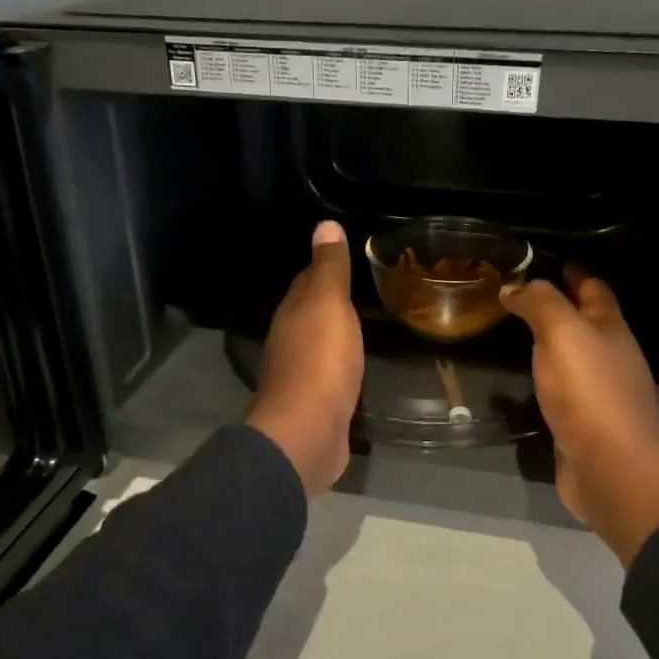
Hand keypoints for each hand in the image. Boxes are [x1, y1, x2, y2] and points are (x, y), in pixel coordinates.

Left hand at [245, 221, 363, 498]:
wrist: (307, 433)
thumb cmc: (320, 362)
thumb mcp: (329, 305)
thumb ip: (329, 269)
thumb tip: (324, 225)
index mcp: (292, 315)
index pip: (306, 282)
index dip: (325, 269)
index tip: (349, 259)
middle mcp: (290, 342)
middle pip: (311, 315)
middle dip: (332, 304)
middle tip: (367, 293)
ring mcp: (302, 377)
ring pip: (321, 346)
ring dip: (337, 337)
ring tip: (367, 327)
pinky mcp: (317, 406)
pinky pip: (332, 376)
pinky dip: (342, 368)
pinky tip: (358, 369)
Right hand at [501, 270, 658, 565]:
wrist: (612, 471)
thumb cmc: (591, 393)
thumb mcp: (564, 334)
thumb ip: (540, 304)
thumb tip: (514, 286)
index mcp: (611, 330)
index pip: (594, 289)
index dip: (573, 273)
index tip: (543, 261)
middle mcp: (610, 357)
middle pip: (586, 323)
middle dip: (559, 306)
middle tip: (516, 296)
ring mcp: (599, 393)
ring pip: (573, 358)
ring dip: (549, 344)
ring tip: (513, 334)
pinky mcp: (583, 425)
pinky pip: (561, 391)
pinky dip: (545, 379)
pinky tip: (524, 381)